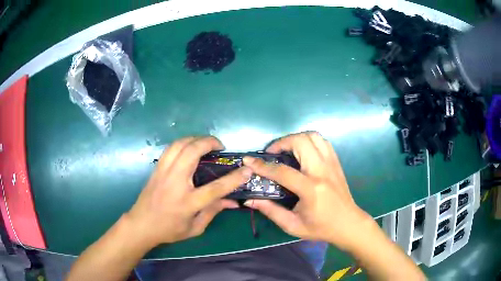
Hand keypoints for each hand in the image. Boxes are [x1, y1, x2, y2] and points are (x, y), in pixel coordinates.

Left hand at [125, 136, 251, 248]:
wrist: (141, 224)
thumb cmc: (169, 230)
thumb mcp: (195, 228)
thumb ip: (213, 212)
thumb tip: (232, 202)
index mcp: (187, 202)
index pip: (215, 188)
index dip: (234, 178)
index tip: (247, 169)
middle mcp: (175, 183)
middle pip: (192, 153)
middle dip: (209, 142)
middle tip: (220, 146)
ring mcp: (163, 173)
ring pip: (179, 145)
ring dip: (195, 139)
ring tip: (205, 143)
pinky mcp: (156, 169)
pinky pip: (170, 148)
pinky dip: (182, 143)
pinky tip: (189, 147)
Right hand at [243, 132, 373, 251]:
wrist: (348, 224)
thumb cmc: (321, 228)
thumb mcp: (293, 225)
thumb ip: (271, 211)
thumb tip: (250, 200)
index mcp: (311, 189)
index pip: (282, 171)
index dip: (262, 165)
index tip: (249, 160)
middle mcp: (322, 171)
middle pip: (301, 142)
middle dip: (281, 143)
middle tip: (272, 154)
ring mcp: (332, 164)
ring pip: (313, 136)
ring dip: (296, 138)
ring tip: (287, 150)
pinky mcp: (336, 162)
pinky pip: (322, 142)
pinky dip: (309, 141)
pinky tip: (302, 152)